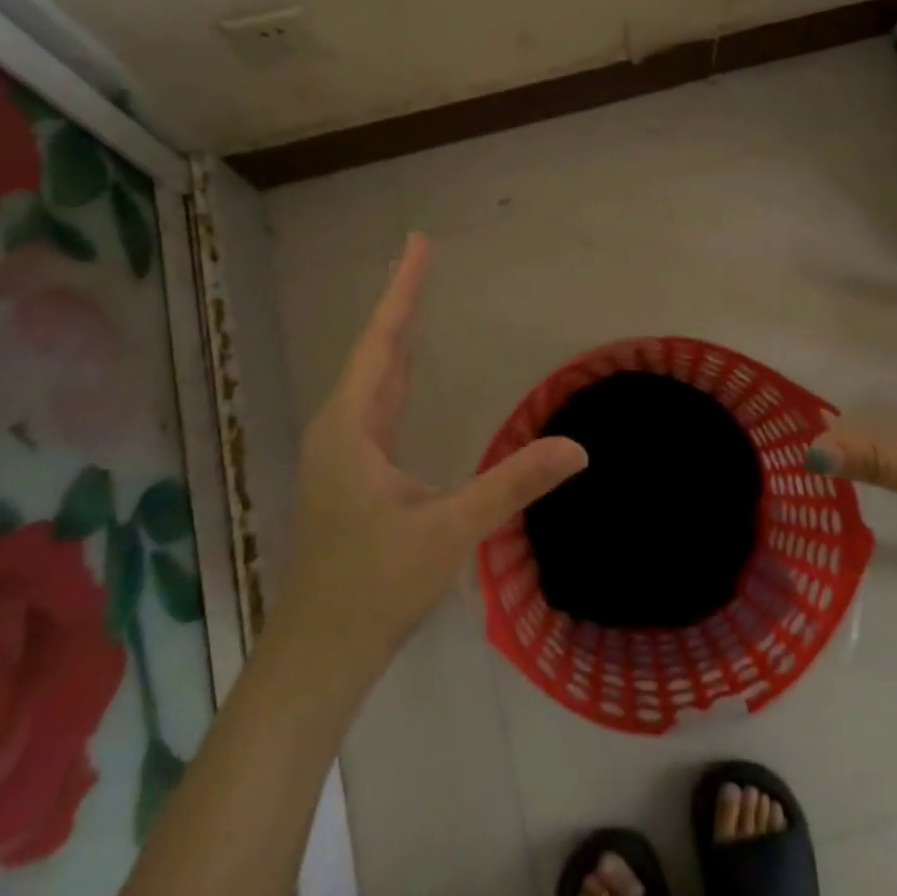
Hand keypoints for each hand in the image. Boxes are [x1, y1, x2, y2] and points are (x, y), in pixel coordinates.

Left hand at [279, 233, 587, 667]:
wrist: (319, 652)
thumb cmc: (374, 586)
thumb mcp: (450, 529)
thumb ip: (512, 484)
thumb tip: (577, 447)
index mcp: (351, 426)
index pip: (383, 342)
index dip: (403, 289)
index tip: (418, 242)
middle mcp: (340, 428)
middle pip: (375, 350)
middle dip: (402, 301)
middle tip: (423, 255)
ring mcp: (341, 452)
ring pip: (372, 378)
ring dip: (396, 337)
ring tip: (417, 299)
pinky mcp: (350, 474)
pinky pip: (376, 405)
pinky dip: (396, 375)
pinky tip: (409, 377)